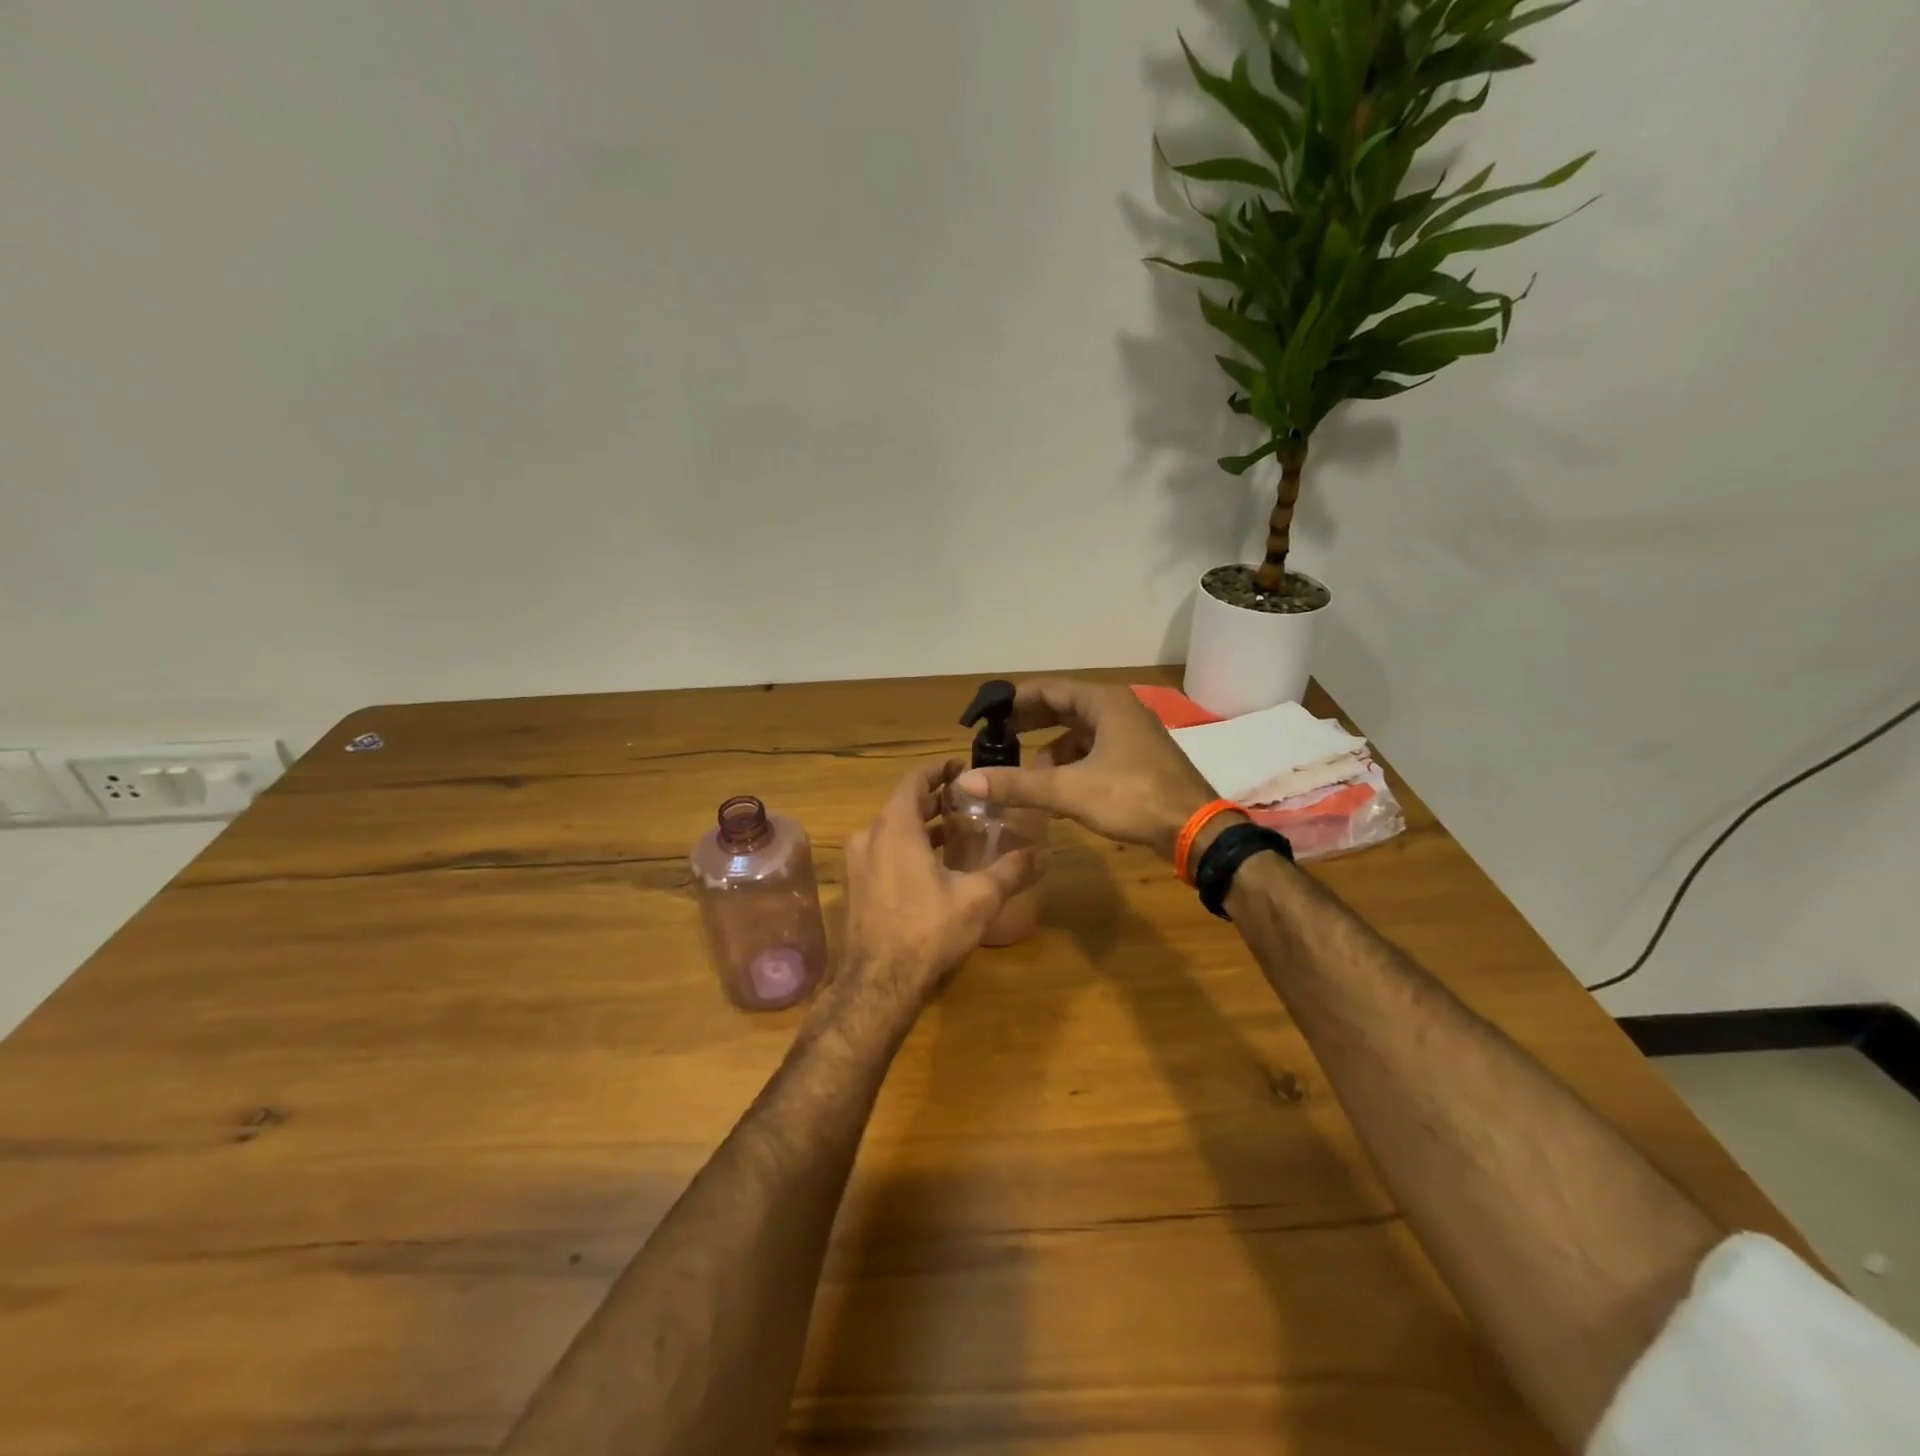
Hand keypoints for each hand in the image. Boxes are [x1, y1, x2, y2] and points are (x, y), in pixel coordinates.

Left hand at [836, 761, 1039, 1012]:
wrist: (879, 983)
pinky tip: (932, 865)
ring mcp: (858, 861)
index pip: (915, 779)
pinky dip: (906, 845)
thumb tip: (1043, 854)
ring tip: (955, 830)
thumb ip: (1011, 871)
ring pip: (892, 828)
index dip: (939, 769)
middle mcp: (870, 835)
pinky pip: (882, 850)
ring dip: (921, 824)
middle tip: (966, 800)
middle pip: (903, 803)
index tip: (961, 767)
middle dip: (934, 798)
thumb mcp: (978, 898)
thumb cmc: (928, 930)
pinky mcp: (856, 885)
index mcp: (895, 826)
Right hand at [954, 679, 1218, 860]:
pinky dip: (1071, 764)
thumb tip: (965, 781)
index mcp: (1104, 703)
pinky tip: (1057, 789)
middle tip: (996, 740)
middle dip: (1029, 724)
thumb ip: (1017, 785)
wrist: (1196, 830)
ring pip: (1079, 733)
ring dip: (1050, 750)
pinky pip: (1094, 751)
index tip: (987, 715)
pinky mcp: (1138, 758)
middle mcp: (1118, 710)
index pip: (1048, 689)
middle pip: (1063, 708)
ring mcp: (1131, 734)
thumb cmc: (1133, 798)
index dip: (1014, 701)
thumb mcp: (1069, 790)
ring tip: (1024, 774)